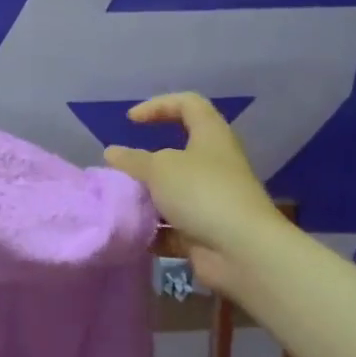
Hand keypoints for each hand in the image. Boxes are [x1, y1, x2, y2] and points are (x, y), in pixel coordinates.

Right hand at [103, 93, 280, 294]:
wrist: (242, 252)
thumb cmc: (202, 194)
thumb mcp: (159, 169)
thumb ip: (133, 160)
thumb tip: (112, 153)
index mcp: (210, 137)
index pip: (188, 104)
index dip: (158, 105)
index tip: (131, 121)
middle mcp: (214, 164)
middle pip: (177, 152)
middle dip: (145, 162)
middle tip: (121, 171)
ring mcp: (211, 200)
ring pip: (172, 191)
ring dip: (146, 197)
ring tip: (121, 203)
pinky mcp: (206, 231)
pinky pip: (173, 226)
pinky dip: (154, 229)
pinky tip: (132, 233)